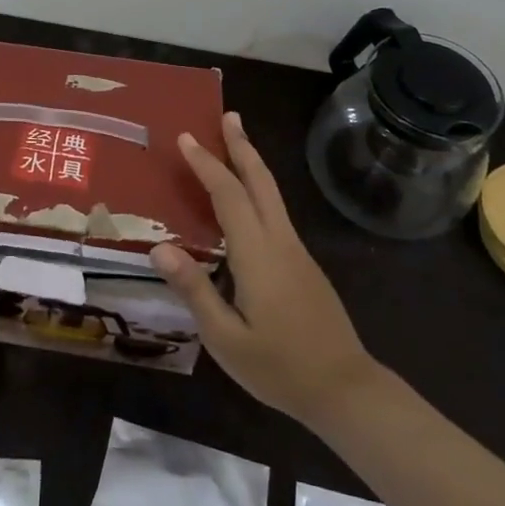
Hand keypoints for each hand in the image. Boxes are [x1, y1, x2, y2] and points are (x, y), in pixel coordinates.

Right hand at [151, 113, 379, 432]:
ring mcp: (296, 251)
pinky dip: (257, 188)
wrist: (345, 390)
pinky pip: (275, 211)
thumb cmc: (279, 368)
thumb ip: (194, 290)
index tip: (186, 138)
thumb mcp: (226, 339)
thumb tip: (159, 248)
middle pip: (260, 181)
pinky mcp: (303, 263)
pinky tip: (246, 198)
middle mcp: (280, 241)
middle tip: (228, 115)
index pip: (229, 196)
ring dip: (252, 162)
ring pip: (272, 193)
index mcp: (258, 255)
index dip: (207, 165)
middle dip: (242, 146)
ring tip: (235, 140)